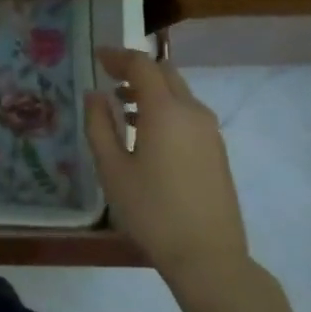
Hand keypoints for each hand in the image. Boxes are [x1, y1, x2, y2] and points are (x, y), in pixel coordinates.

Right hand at [84, 48, 250, 293]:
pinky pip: (187, 114)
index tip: (97, 56)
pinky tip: (145, 132)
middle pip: (165, 74)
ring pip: (178, 94)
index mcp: (166, 111)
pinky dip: (164, 109)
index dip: (118, 56)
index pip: (142, 66)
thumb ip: (99, 125)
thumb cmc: (151, 211)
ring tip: (121, 105)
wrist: (207, 255)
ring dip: (150, 90)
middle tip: (107, 76)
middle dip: (136, 69)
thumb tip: (94, 95)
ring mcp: (209, 131)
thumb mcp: (112, 169)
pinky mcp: (216, 150)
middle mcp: (193, 112)